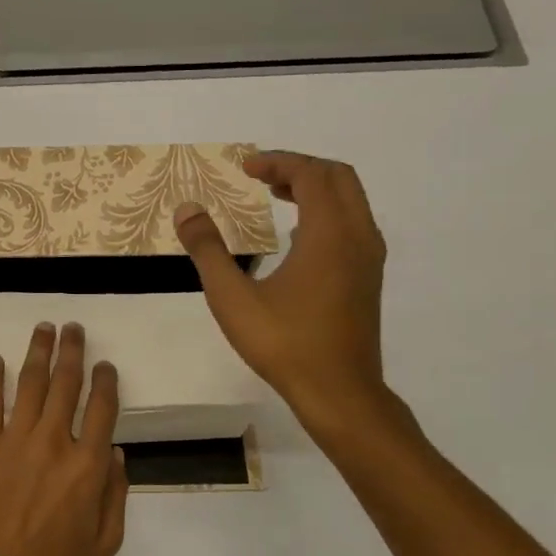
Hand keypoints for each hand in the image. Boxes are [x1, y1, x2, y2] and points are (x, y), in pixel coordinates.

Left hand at [0, 322, 128, 555]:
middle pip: (67, 384)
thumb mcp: (106, 541)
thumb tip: (114, 452)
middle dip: (72, 351)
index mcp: (88, 465)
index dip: (106, 380)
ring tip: (44, 328)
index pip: (102, 408)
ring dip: (39, 352)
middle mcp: (55, 442)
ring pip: (31, 384)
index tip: (105, 364)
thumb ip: (115, 494)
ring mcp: (17, 441)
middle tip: (73, 327)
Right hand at [175, 151, 388, 426]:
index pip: (311, 174)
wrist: (339, 393)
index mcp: (329, 234)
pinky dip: (326, 212)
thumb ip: (208, 249)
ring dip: (315, 189)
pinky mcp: (368, 278)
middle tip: (261, 176)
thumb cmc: (285, 343)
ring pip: (350, 201)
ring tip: (276, 196)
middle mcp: (358, 236)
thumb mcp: (232, 297)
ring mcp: (368, 258)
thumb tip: (187, 210)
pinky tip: (296, 236)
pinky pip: (352, 223)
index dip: (278, 162)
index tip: (245, 168)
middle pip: (338, 178)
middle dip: (299, 168)